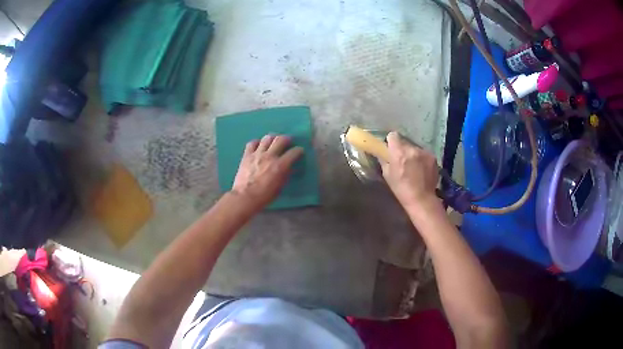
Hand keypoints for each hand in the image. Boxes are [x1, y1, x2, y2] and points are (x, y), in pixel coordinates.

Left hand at [232, 134, 303, 209]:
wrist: (245, 197)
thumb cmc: (264, 196)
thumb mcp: (280, 187)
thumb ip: (285, 174)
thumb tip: (288, 167)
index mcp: (280, 165)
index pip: (294, 152)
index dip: (298, 151)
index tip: (299, 151)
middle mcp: (270, 156)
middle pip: (280, 139)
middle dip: (286, 139)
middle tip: (287, 141)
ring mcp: (257, 154)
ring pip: (267, 138)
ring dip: (272, 138)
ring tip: (273, 141)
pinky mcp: (247, 155)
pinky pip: (252, 143)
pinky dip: (257, 143)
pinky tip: (259, 146)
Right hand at [381, 132, 439, 210]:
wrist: (422, 199)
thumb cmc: (401, 189)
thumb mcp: (387, 175)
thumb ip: (384, 160)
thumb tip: (382, 153)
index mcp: (399, 153)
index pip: (393, 135)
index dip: (391, 141)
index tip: (391, 148)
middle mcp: (412, 149)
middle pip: (405, 142)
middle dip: (402, 149)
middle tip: (402, 161)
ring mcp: (424, 152)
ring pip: (415, 148)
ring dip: (413, 154)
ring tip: (414, 167)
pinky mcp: (433, 157)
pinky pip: (424, 154)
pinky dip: (422, 159)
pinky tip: (422, 170)